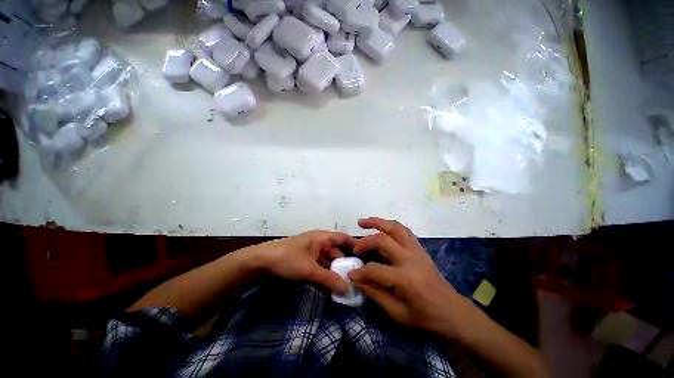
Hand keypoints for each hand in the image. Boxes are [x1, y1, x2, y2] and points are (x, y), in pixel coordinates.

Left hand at [251, 231, 355, 294]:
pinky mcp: (306, 260)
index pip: (343, 238)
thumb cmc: (287, 259)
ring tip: (344, 286)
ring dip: (335, 272)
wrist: (261, 262)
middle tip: (356, 278)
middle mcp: (319, 242)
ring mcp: (312, 252)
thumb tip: (348, 290)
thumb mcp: (309, 270)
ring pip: (329, 261)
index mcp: (322, 237)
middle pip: (337, 252)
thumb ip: (329, 279)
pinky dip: (325, 274)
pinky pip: (320, 267)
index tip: (366, 257)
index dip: (355, 245)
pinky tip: (330, 286)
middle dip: (345, 264)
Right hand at [348, 217, 473, 341]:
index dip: (360, 272)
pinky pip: (403, 230)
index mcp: (405, 279)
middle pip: (382, 240)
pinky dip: (389, 225)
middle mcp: (410, 259)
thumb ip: (375, 293)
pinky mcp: (420, 247)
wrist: (453, 311)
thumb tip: (357, 279)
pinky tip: (381, 226)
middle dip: (365, 242)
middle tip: (355, 248)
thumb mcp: (397, 313)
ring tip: (362, 222)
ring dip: (377, 222)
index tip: (351, 274)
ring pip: (394, 227)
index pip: (375, 270)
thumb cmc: (425, 316)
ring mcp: (416, 250)